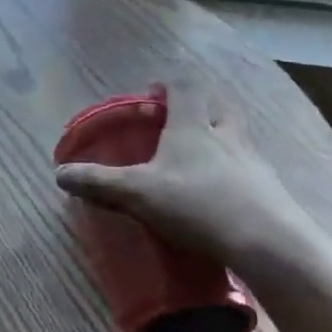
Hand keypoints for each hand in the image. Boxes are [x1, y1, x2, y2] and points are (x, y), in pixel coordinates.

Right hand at [53, 80, 330, 283]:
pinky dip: (236, 175)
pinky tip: (224, 197)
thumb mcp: (138, 193)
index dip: (168, 87)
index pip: (184, 89)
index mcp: (192, 126)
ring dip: (220, 140)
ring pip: (237, 138)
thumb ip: (98, 182)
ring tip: (201, 162)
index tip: (153, 95)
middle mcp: (226, 135)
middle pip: (217, 107)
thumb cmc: (197, 205)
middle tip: (180, 123)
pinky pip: (250, 171)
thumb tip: (59, 174)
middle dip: (200, 109)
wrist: (269, 244)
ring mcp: (254, 163)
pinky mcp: (271, 192)